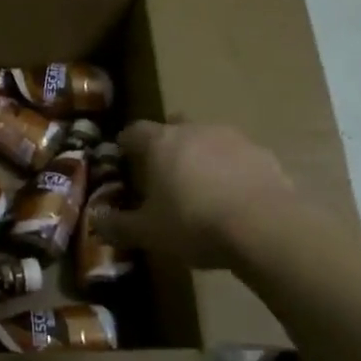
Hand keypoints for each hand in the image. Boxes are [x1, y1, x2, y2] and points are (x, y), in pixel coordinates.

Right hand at [94, 121, 295, 268]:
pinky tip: (234, 196)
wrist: (265, 227)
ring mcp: (233, 138)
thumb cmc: (194, 223)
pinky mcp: (263, 154)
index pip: (135, 131)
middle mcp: (195, 130)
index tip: (122, 156)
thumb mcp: (149, 233)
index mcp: (161, 142)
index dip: (126, 143)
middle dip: (167, 143)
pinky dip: (232, 170)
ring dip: (202, 155)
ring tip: (201, 185)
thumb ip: (119, 225)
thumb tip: (96, 221)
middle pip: (174, 127)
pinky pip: (239, 157)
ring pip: (209, 139)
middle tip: (163, 170)